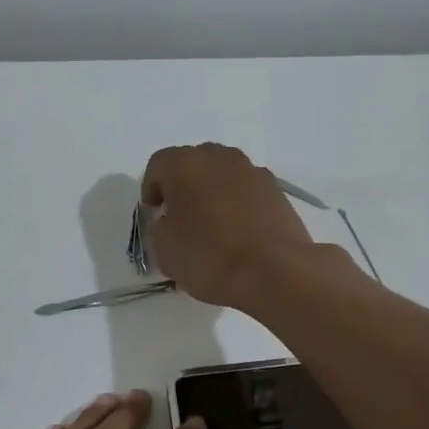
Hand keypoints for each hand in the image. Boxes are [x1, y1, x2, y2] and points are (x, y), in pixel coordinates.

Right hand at [141, 143, 324, 309]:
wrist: (274, 271)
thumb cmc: (209, 256)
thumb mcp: (163, 248)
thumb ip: (159, 226)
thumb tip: (171, 220)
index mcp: (185, 164)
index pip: (157, 165)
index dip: (151, 190)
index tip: (154, 215)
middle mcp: (219, 157)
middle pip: (193, 164)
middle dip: (183, 187)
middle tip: (181, 218)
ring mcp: (252, 171)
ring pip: (222, 175)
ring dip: (213, 193)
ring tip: (212, 227)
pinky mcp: (277, 190)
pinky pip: (246, 191)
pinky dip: (238, 205)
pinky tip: (238, 234)